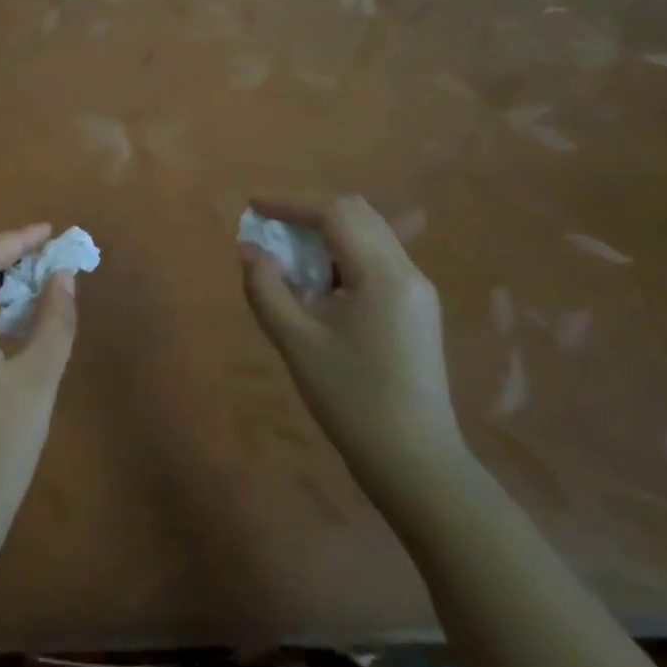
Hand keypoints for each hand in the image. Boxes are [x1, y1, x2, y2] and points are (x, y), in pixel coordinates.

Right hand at [239, 196, 460, 487]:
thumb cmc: (351, 398)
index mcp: (383, 274)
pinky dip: (343, 255)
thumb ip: (266, 288)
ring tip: (289, 253)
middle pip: (358, 215)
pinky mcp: (417, 312)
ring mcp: (418, 292)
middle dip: (310, 212)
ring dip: (327, 233)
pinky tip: (320, 283)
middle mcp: (408, 272)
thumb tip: (249, 249)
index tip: (254, 207)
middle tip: (271, 227)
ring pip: (370, 236)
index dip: (291, 203)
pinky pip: (377, 261)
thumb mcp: (296, 341)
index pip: (335, 213)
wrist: (415, 462)